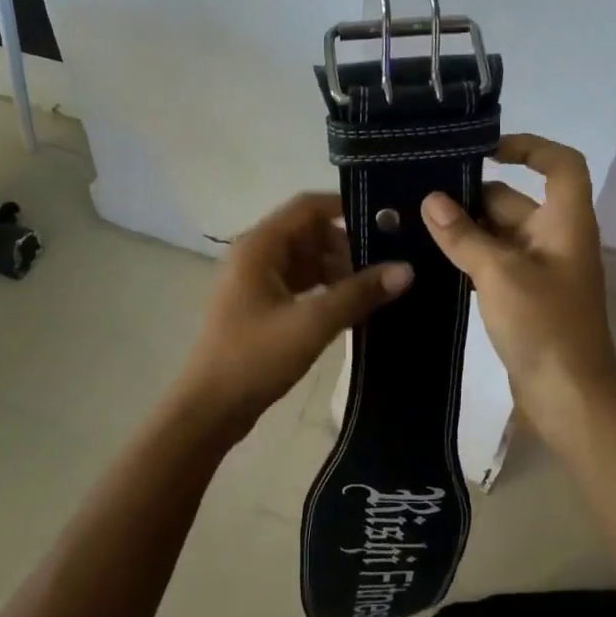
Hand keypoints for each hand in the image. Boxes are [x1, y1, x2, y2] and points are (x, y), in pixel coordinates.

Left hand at [175, 192, 412, 433]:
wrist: (209, 409)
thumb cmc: (254, 358)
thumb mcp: (312, 323)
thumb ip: (358, 293)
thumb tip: (407, 268)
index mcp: (259, 246)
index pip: (308, 207)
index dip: (346, 207)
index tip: (386, 221)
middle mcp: (255, 255)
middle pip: (309, 233)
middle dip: (347, 247)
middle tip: (386, 266)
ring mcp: (255, 281)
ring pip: (306, 261)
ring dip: (338, 271)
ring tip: (376, 290)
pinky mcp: (260, 306)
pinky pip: (299, 284)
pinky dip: (324, 291)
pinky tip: (351, 309)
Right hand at [421, 134, 615, 452]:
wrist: (569, 397)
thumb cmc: (544, 325)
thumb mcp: (499, 274)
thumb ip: (463, 235)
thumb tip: (431, 200)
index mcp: (565, 222)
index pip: (561, 164)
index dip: (529, 147)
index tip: (485, 151)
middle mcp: (556, 238)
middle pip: (515, 200)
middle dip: (472, 195)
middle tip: (420, 194)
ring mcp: (541, 269)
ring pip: (499, 233)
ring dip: (465, 229)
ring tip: (415, 222)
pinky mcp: (524, 296)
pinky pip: (494, 262)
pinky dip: (468, 257)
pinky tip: (431, 259)